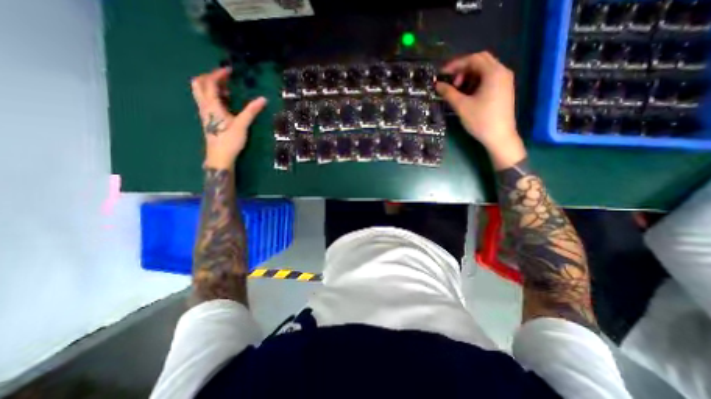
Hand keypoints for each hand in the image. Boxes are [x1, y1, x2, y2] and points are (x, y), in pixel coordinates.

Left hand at [191, 68, 267, 168]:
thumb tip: (263, 99)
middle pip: (199, 84)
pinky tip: (225, 103)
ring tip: (226, 90)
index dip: (218, 74)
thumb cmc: (230, 140)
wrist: (219, 156)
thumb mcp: (242, 124)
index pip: (210, 82)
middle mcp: (204, 106)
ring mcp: (204, 113)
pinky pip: (205, 101)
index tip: (229, 71)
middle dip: (210, 77)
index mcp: (212, 104)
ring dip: (210, 86)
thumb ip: (251, 110)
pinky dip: (212, 96)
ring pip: (200, 92)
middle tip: (224, 78)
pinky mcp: (207, 119)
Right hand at [434, 52, 526, 168]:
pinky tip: (468, 94)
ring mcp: (505, 81)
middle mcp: (502, 72)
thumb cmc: (480, 120)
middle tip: (451, 82)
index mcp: (493, 72)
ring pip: (484, 70)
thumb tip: (437, 84)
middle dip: (463, 69)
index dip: (456, 64)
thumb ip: (449, 93)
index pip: (473, 59)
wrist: (499, 136)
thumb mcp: (461, 106)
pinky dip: (476, 82)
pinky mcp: (504, 90)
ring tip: (458, 90)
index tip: (442, 73)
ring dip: (469, 76)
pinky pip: (489, 79)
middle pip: (480, 61)